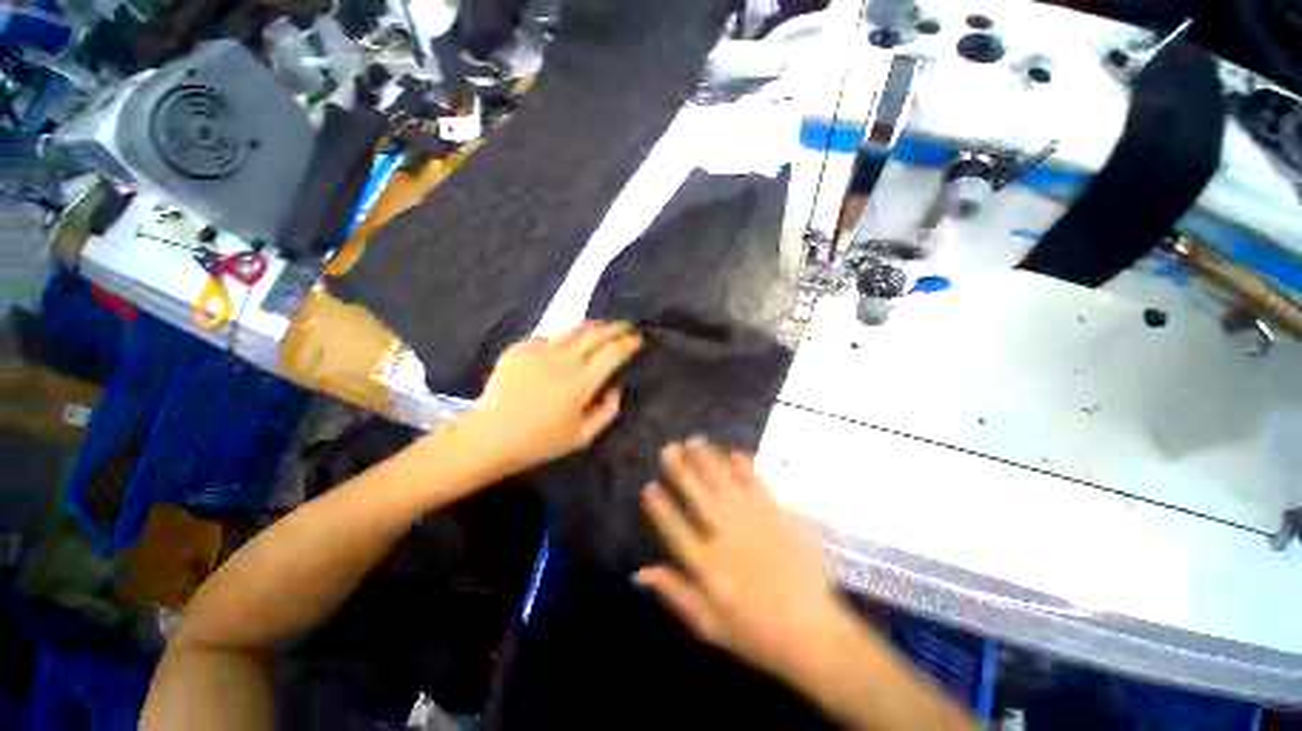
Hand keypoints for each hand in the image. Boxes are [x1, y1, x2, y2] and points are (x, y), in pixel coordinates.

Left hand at [462, 321, 641, 475]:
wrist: (490, 437)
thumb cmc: (540, 442)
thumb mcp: (583, 436)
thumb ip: (607, 412)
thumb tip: (617, 388)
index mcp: (583, 381)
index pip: (613, 352)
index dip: (629, 342)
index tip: (638, 338)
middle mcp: (565, 359)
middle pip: (597, 335)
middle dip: (616, 327)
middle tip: (626, 325)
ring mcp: (540, 350)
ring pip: (573, 330)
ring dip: (592, 326)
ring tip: (601, 326)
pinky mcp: (520, 349)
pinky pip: (547, 338)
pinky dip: (561, 338)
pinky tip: (563, 344)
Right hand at [636, 437, 842, 683]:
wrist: (814, 634)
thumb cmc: (757, 634)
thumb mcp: (709, 625)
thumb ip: (675, 593)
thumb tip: (640, 573)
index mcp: (708, 567)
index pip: (675, 529)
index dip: (660, 507)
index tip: (649, 486)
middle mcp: (727, 538)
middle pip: (699, 496)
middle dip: (682, 470)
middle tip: (670, 448)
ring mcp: (755, 523)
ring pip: (725, 484)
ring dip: (709, 459)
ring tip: (696, 440)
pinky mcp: (779, 517)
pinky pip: (758, 486)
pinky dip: (746, 467)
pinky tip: (736, 452)